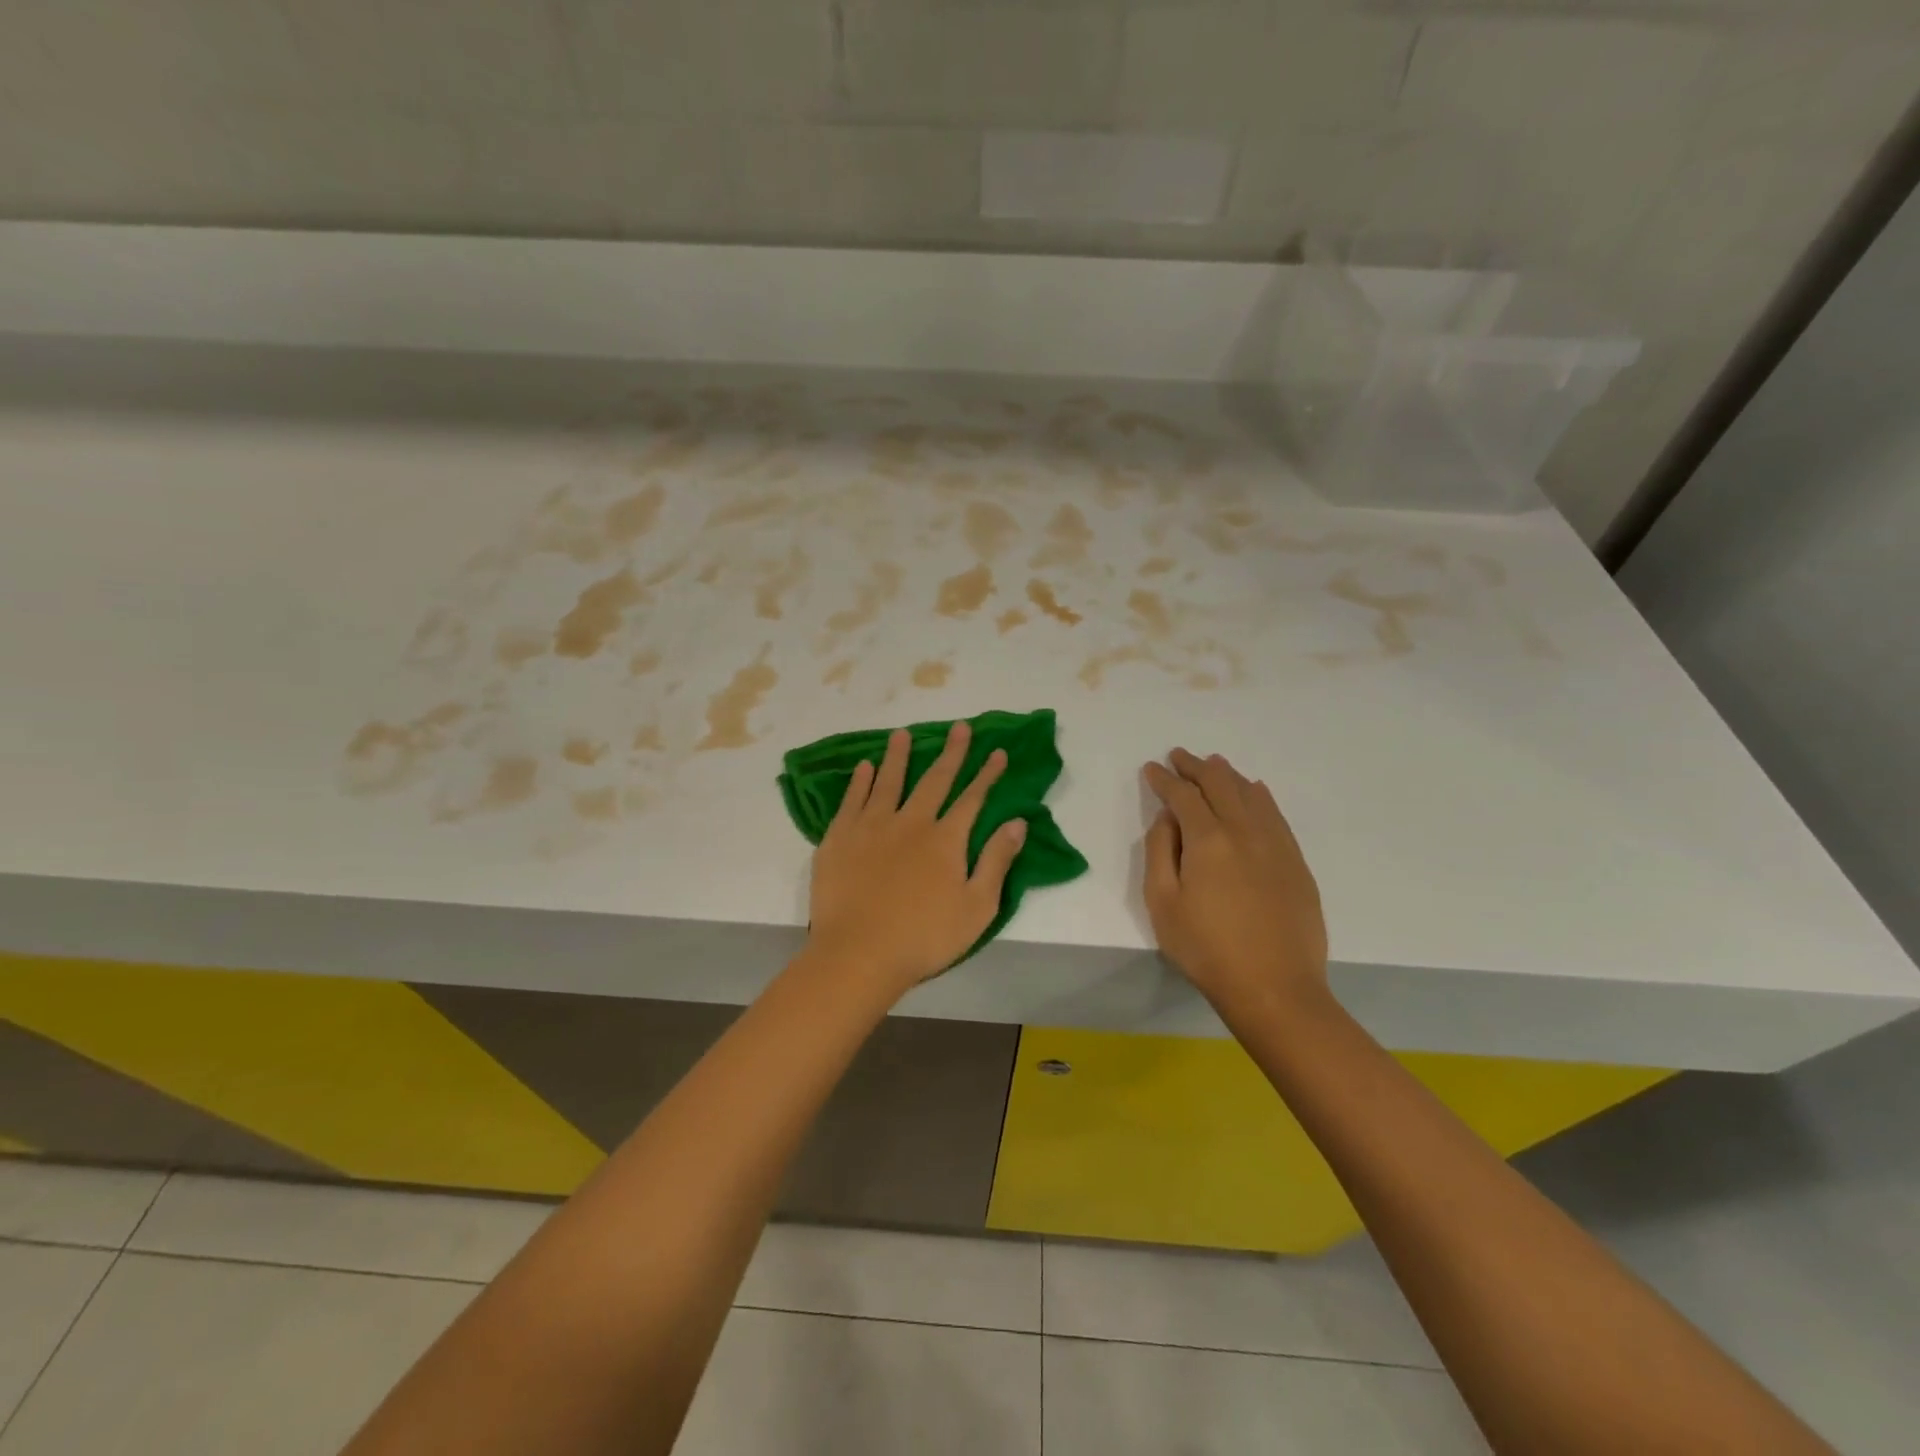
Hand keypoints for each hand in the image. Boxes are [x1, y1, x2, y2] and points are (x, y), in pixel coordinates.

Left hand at [807, 721, 1028, 995]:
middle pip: (934, 780)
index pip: (972, 798)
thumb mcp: (976, 908)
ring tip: (902, 733)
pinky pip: (852, 799)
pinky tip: (864, 766)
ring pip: (889, 781)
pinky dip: (860, 781)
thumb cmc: (924, 938)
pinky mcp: (840, 837)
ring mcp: (872, 826)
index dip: (987, 774)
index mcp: (945, 839)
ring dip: (899, 756)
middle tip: (959, 727)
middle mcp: (911, 822)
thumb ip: (996, 861)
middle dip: (951, 753)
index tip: (997, 751)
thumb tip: (1017, 822)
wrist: (859, 953)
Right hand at [1142, 748, 1328, 1020]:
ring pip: (1251, 793)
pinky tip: (1254, 792)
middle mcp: (1245, 831)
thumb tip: (1167, 818)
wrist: (1275, 988)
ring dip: (1227, 775)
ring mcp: (1276, 844)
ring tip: (1213, 766)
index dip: (1164, 779)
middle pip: (1220, 784)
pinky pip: (1275, 814)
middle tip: (1179, 756)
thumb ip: (1159, 852)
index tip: (1151, 768)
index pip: (1183, 795)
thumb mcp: (1162, 904)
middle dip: (1195, 766)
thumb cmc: (1207, 949)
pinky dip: (1259, 795)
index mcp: (1208, 840)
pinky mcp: (1296, 862)